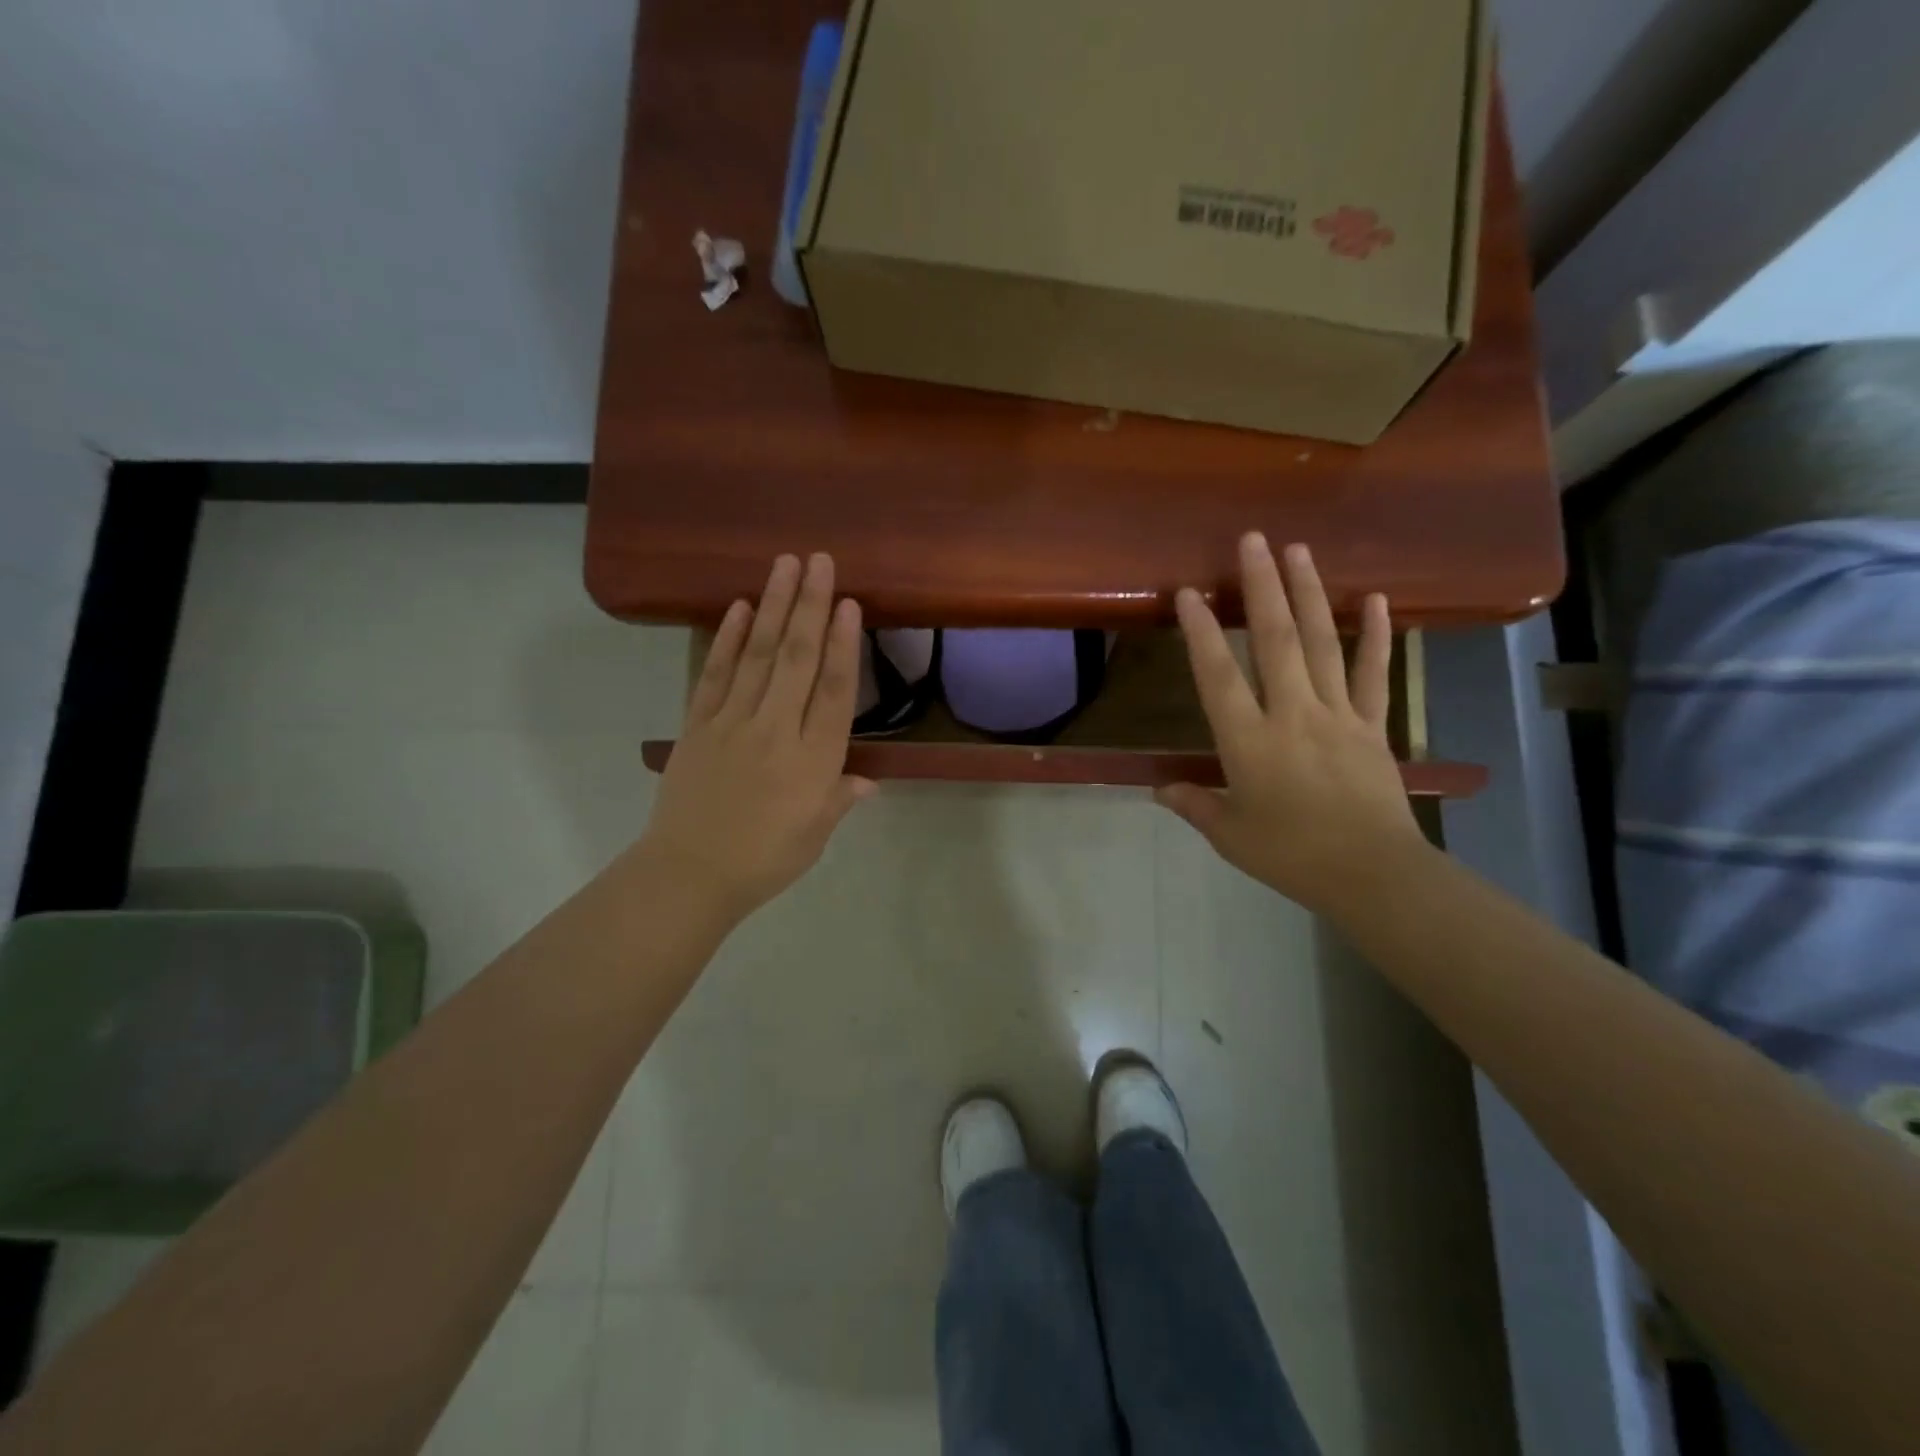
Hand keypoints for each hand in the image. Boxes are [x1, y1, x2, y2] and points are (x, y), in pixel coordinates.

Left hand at [638, 553, 874, 924]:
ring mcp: (732, 723)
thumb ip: (840, 799)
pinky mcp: (698, 725)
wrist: (689, 875)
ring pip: (757, 656)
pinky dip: (727, 640)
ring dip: (772, 607)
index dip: (842, 644)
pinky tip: (738, 608)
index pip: (833, 692)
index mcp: (813, 760)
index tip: (847, 603)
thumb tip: (868, 780)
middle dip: (809, 606)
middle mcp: (776, 731)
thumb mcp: (815, 836)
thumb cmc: (764, 860)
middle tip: (818, 560)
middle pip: (796, 659)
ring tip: (784, 565)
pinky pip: (715, 675)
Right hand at [1158, 533, 1429, 914]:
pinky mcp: (1372, 725)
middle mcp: (1292, 715)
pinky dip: (1376, 635)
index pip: (1219, 677)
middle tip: (1254, 540)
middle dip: (1262, 587)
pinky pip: (1372, 673)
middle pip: (1277, 641)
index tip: (1190, 593)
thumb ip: (1194, 805)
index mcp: (1249, 743)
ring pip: (1322, 644)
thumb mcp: (1230, 835)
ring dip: (1309, 593)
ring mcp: (1337, 715)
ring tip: (1299, 550)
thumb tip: (1158, 789)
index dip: (1201, 633)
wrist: (1372, 874)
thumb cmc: (1291, 856)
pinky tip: (1376, 598)